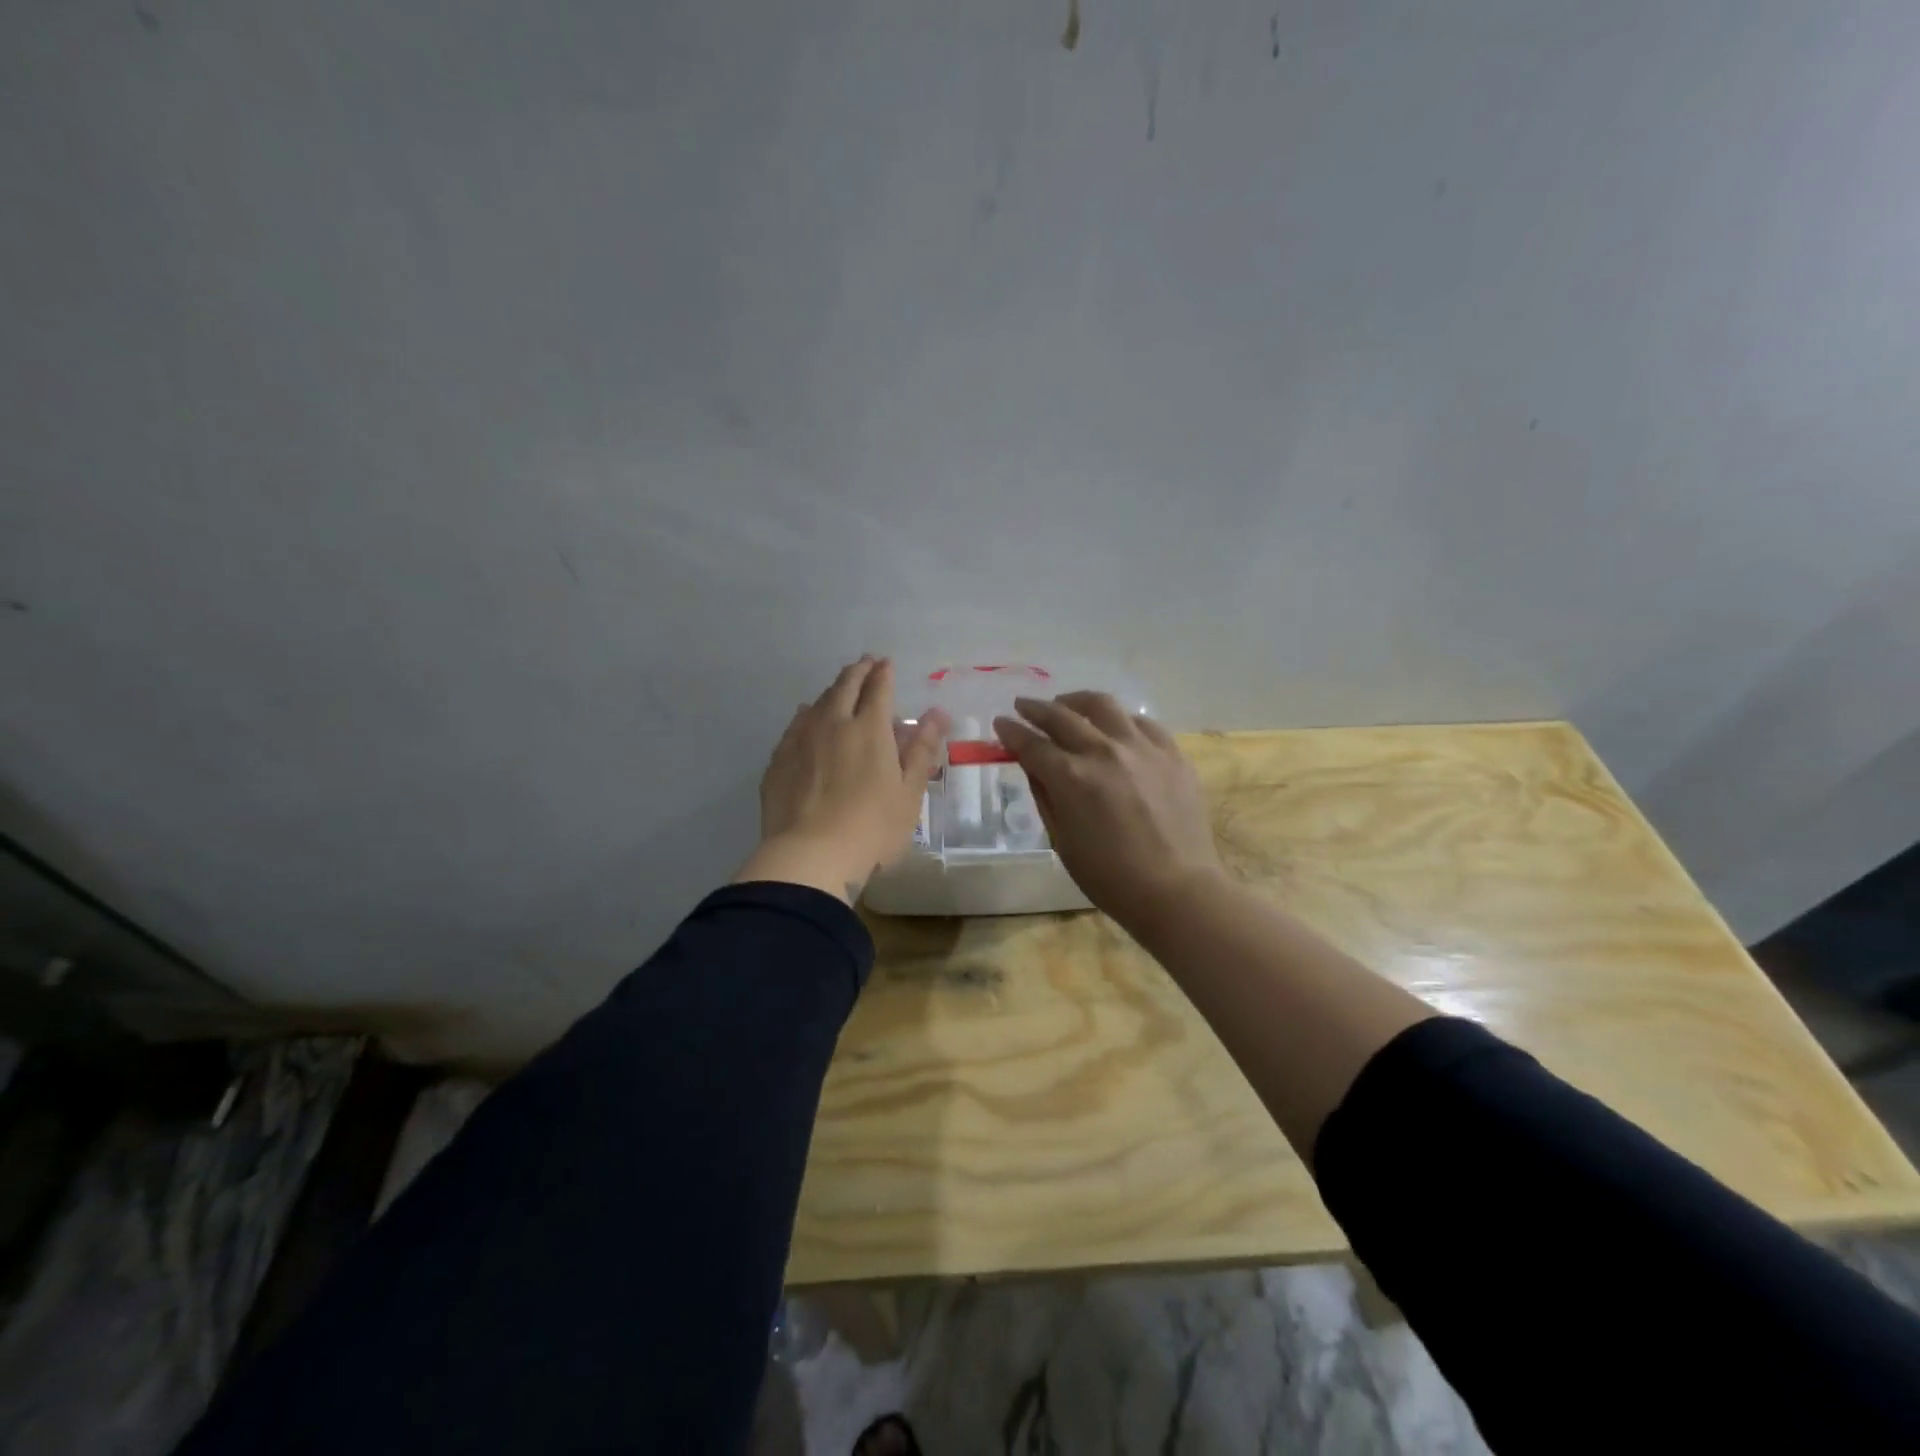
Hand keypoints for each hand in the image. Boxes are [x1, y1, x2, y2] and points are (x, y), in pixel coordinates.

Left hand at [735, 657, 947, 903]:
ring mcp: (801, 740)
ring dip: (832, 690)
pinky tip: (805, 717)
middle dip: (858, 672)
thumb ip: (922, 749)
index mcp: (869, 729)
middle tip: (865, 664)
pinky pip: (794, 725)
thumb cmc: (872, 828)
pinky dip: (806, 714)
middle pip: (845, 687)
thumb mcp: (909, 792)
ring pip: (817, 703)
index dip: (883, 673)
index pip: (878, 689)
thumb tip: (937, 713)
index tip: (886, 663)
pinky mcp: (779, 761)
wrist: (809, 856)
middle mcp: (833, 724)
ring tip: (840, 687)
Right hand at [993, 692, 1221, 922]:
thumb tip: (1034, 766)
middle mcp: (1103, 751)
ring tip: (1066, 704)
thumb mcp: (1062, 841)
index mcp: (1071, 777)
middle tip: (1023, 705)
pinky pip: (1141, 722)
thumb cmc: (1110, 877)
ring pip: (1103, 705)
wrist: (1177, 889)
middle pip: (1062, 716)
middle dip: (1036, 709)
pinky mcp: (1171, 753)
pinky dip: (1120, 719)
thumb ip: (1045, 796)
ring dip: (1076, 701)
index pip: (1031, 744)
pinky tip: (1114, 725)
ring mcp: (1141, 747)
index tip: (1000, 722)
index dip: (1011, 731)